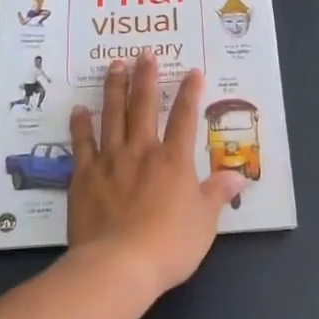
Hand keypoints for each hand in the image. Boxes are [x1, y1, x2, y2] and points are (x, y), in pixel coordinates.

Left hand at [67, 53, 244, 296]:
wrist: (119, 265)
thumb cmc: (169, 245)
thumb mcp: (205, 222)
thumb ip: (217, 194)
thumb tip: (239, 176)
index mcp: (174, 160)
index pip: (185, 118)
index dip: (190, 93)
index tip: (192, 71)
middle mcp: (142, 151)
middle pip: (144, 106)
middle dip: (146, 77)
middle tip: (144, 53)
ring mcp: (110, 160)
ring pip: (112, 115)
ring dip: (114, 88)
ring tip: (114, 65)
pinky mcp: (84, 176)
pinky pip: (82, 144)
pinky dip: (80, 125)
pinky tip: (79, 109)